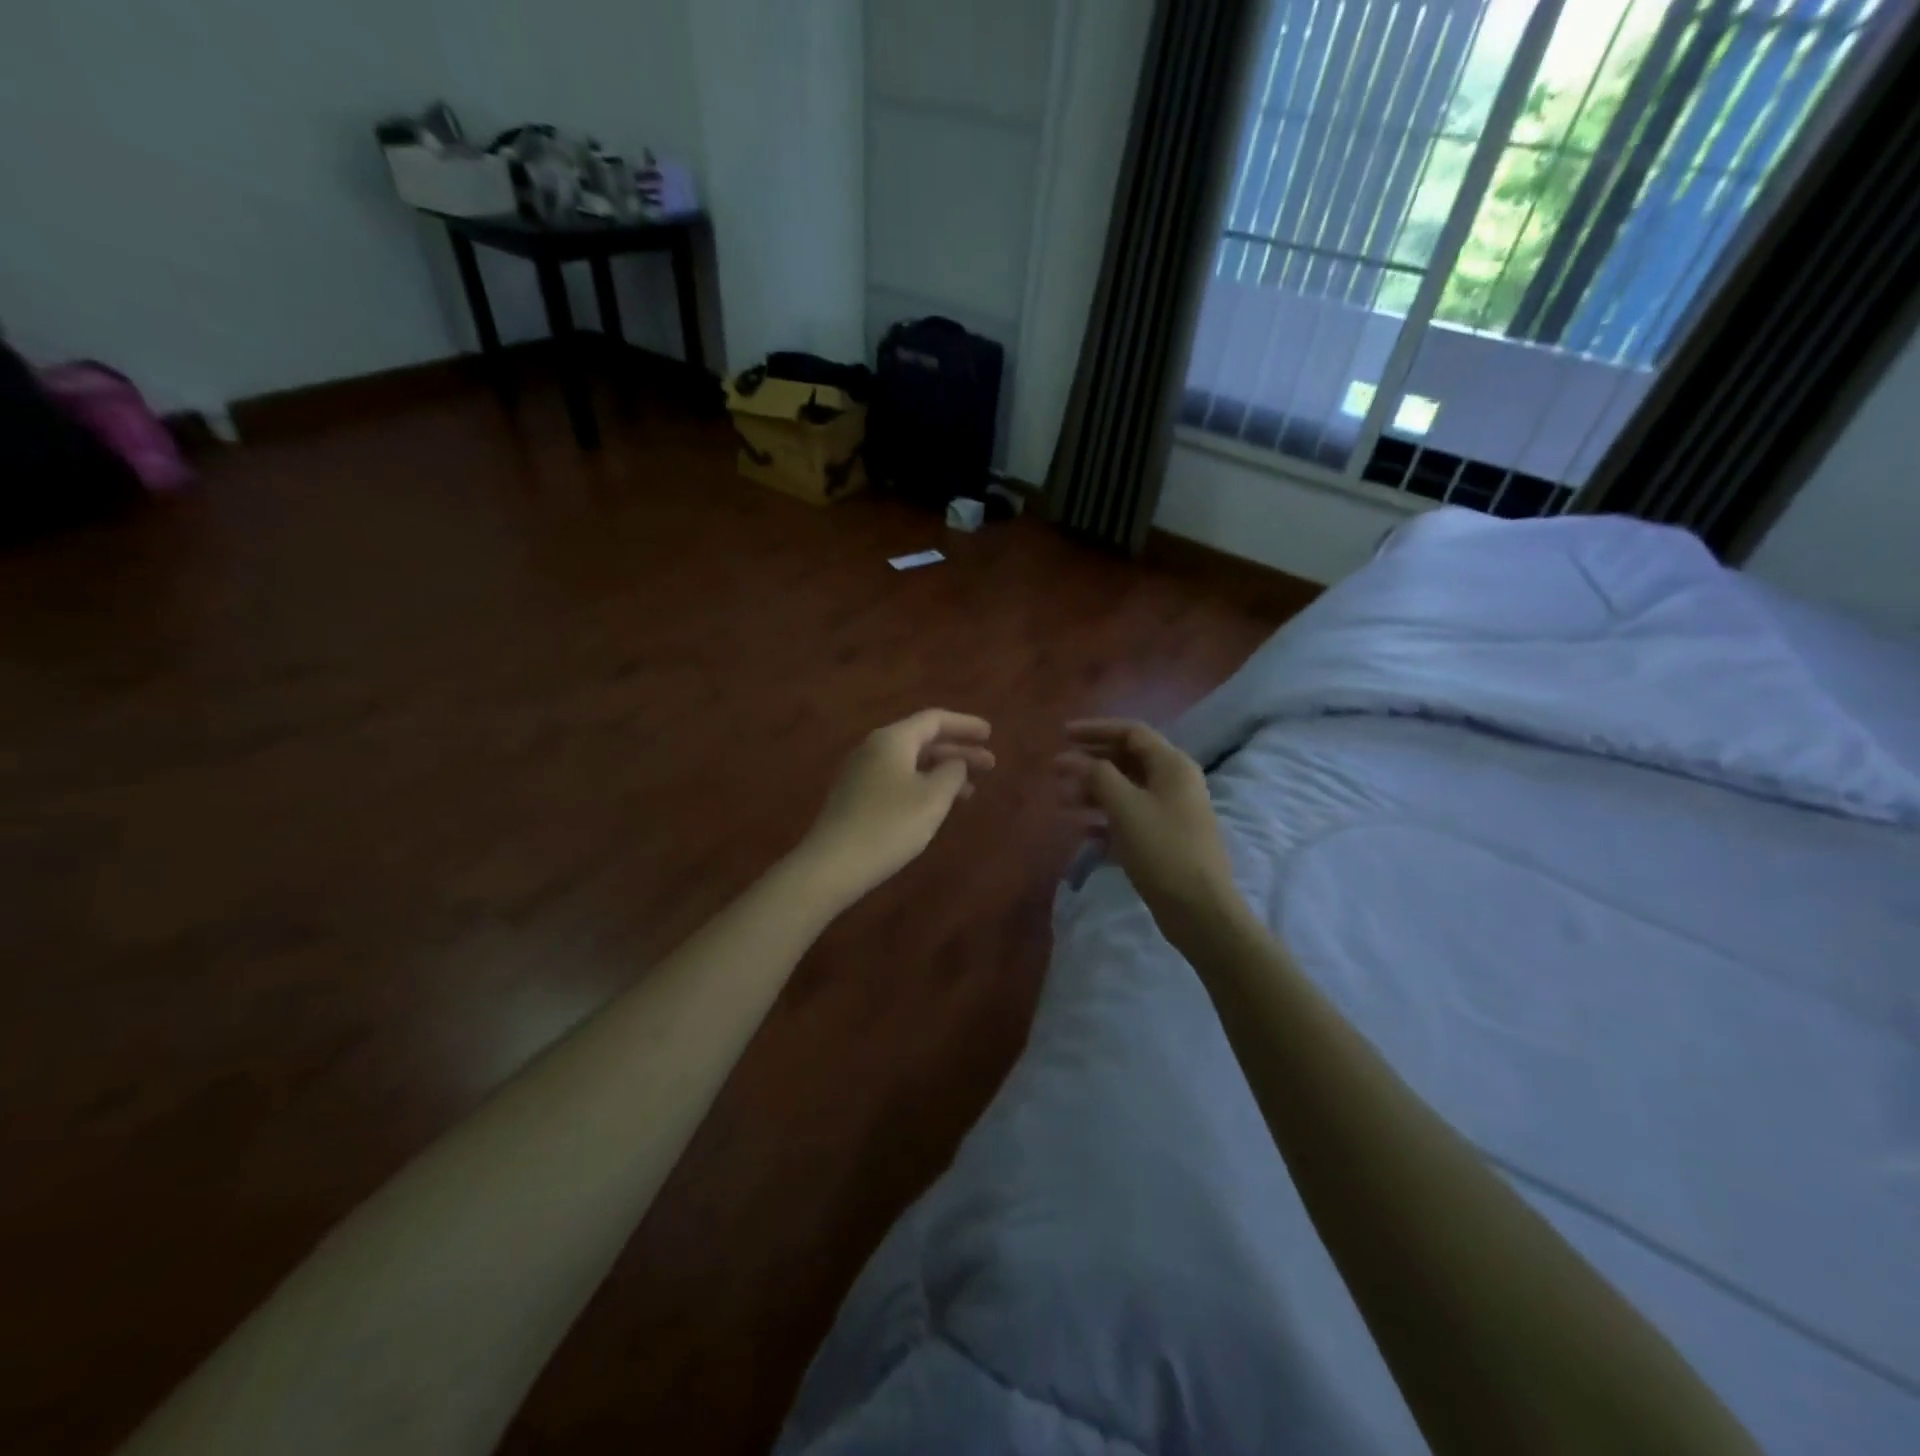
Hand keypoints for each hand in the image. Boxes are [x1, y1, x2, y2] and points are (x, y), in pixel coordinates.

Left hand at [797, 709, 994, 907]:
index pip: (934, 719)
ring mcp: (861, 772)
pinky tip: (936, 805)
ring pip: (910, 762)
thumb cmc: (889, 825)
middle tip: (990, 765)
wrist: (833, 864)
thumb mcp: (932, 798)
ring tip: (970, 792)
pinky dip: (923, 785)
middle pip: (923, 740)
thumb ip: (952, 773)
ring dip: (942, 772)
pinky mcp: (855, 797)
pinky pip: (897, 779)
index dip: (965, 725)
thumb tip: (954, 762)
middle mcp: (874, 748)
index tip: (990, 734)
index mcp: (892, 739)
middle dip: (958, 751)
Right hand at [1056, 719, 1243, 942]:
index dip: (1095, 729)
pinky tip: (1081, 828)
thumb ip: (1097, 775)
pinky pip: (1129, 815)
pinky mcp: (1164, 837)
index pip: (1131, 732)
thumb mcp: (1125, 807)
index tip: (1062, 735)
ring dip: (1092, 790)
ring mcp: (1170, 811)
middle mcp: (1174, 781)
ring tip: (1061, 801)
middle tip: (1056, 769)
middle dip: (1089, 762)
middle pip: (1127, 759)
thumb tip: (1072, 759)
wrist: (1198, 908)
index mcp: (1172, 765)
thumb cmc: (1162, 849)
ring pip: (1125, 789)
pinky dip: (1104, 816)